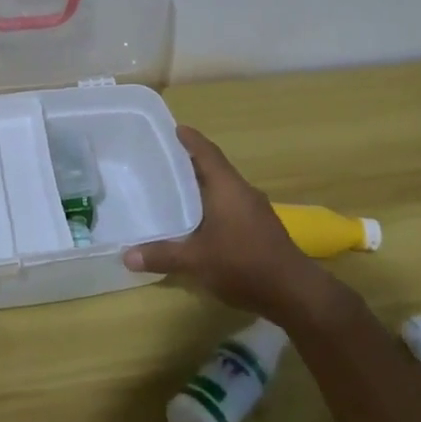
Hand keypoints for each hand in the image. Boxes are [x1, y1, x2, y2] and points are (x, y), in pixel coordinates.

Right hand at [123, 126, 329, 320]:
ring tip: (175, 190)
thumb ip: (161, 255)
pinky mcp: (261, 229)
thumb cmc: (243, 264)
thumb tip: (126, 256)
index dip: (190, 139)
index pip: (207, 152)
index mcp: (227, 187)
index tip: (173, 129)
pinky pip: (231, 206)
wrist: (295, 292)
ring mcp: (255, 210)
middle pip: (214, 168)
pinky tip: (199, 221)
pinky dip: (213, 205)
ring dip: (202, 186)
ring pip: (224, 189)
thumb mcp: (195, 261)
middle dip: (190, 163)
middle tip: (162, 161)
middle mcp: (242, 191)